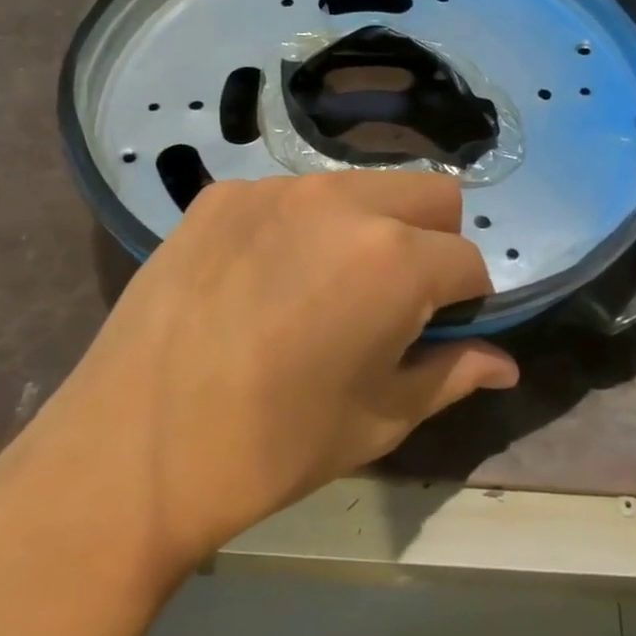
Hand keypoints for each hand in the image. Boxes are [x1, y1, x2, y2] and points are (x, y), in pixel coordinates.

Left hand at [0, 173, 516, 583]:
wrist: (131, 450)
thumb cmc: (271, 448)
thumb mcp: (377, 420)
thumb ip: (452, 376)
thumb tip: (504, 364)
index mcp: (393, 259)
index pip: (469, 260)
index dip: (468, 302)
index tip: (440, 332)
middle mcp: (341, 201)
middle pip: (432, 193)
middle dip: (435, 242)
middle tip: (395, 300)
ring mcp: (275, 188)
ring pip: (364, 185)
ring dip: (372, 226)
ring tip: (325, 287)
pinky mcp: (222, 194)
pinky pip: (294, 194)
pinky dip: (305, 226)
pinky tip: (265, 280)